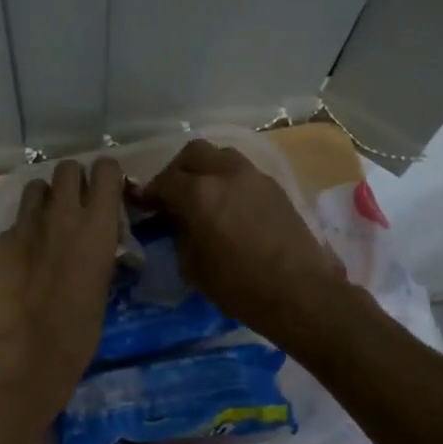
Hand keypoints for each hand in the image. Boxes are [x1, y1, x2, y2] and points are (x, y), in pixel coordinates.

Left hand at [0, 158, 124, 424]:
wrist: (28, 353)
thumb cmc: (80, 330)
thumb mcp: (103, 280)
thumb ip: (98, 247)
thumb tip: (95, 236)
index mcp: (98, 226)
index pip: (106, 169)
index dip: (105, 176)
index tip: (104, 190)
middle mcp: (63, 214)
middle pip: (67, 168)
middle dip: (72, 181)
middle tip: (73, 205)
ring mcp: (26, 224)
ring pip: (36, 187)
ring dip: (44, 200)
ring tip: (45, 224)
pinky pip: (14, 222)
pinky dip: (21, 232)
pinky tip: (20, 259)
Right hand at [141, 139, 347, 349]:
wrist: (298, 291)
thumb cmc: (237, 285)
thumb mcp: (192, 265)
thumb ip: (179, 234)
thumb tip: (178, 221)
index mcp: (199, 192)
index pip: (165, 180)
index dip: (150, 192)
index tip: (144, 204)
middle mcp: (226, 174)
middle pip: (194, 152)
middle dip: (178, 169)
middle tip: (173, 193)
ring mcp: (255, 177)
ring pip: (222, 156)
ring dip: (207, 169)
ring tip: (203, 195)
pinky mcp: (276, 188)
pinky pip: (244, 172)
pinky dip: (229, 181)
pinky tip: (229, 206)